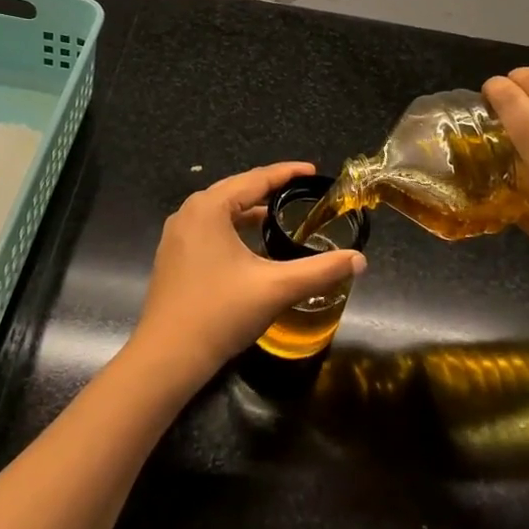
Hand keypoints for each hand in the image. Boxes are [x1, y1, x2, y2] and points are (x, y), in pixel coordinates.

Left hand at [126, 162, 367, 393]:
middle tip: (301, 190)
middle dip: (269, 189)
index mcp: (209, 208)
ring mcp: (176, 235)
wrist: (167, 357)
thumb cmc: (221, 313)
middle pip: (236, 190)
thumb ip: (320, 270)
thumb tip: (360, 260)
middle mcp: (188, 213)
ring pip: (221, 211)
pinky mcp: (173, 256)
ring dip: (249, 210)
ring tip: (280, 214)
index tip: (314, 171)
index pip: (256, 179)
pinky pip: (209, 229)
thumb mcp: (276, 288)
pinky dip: (233, 228)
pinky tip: (250, 244)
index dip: (287, 173)